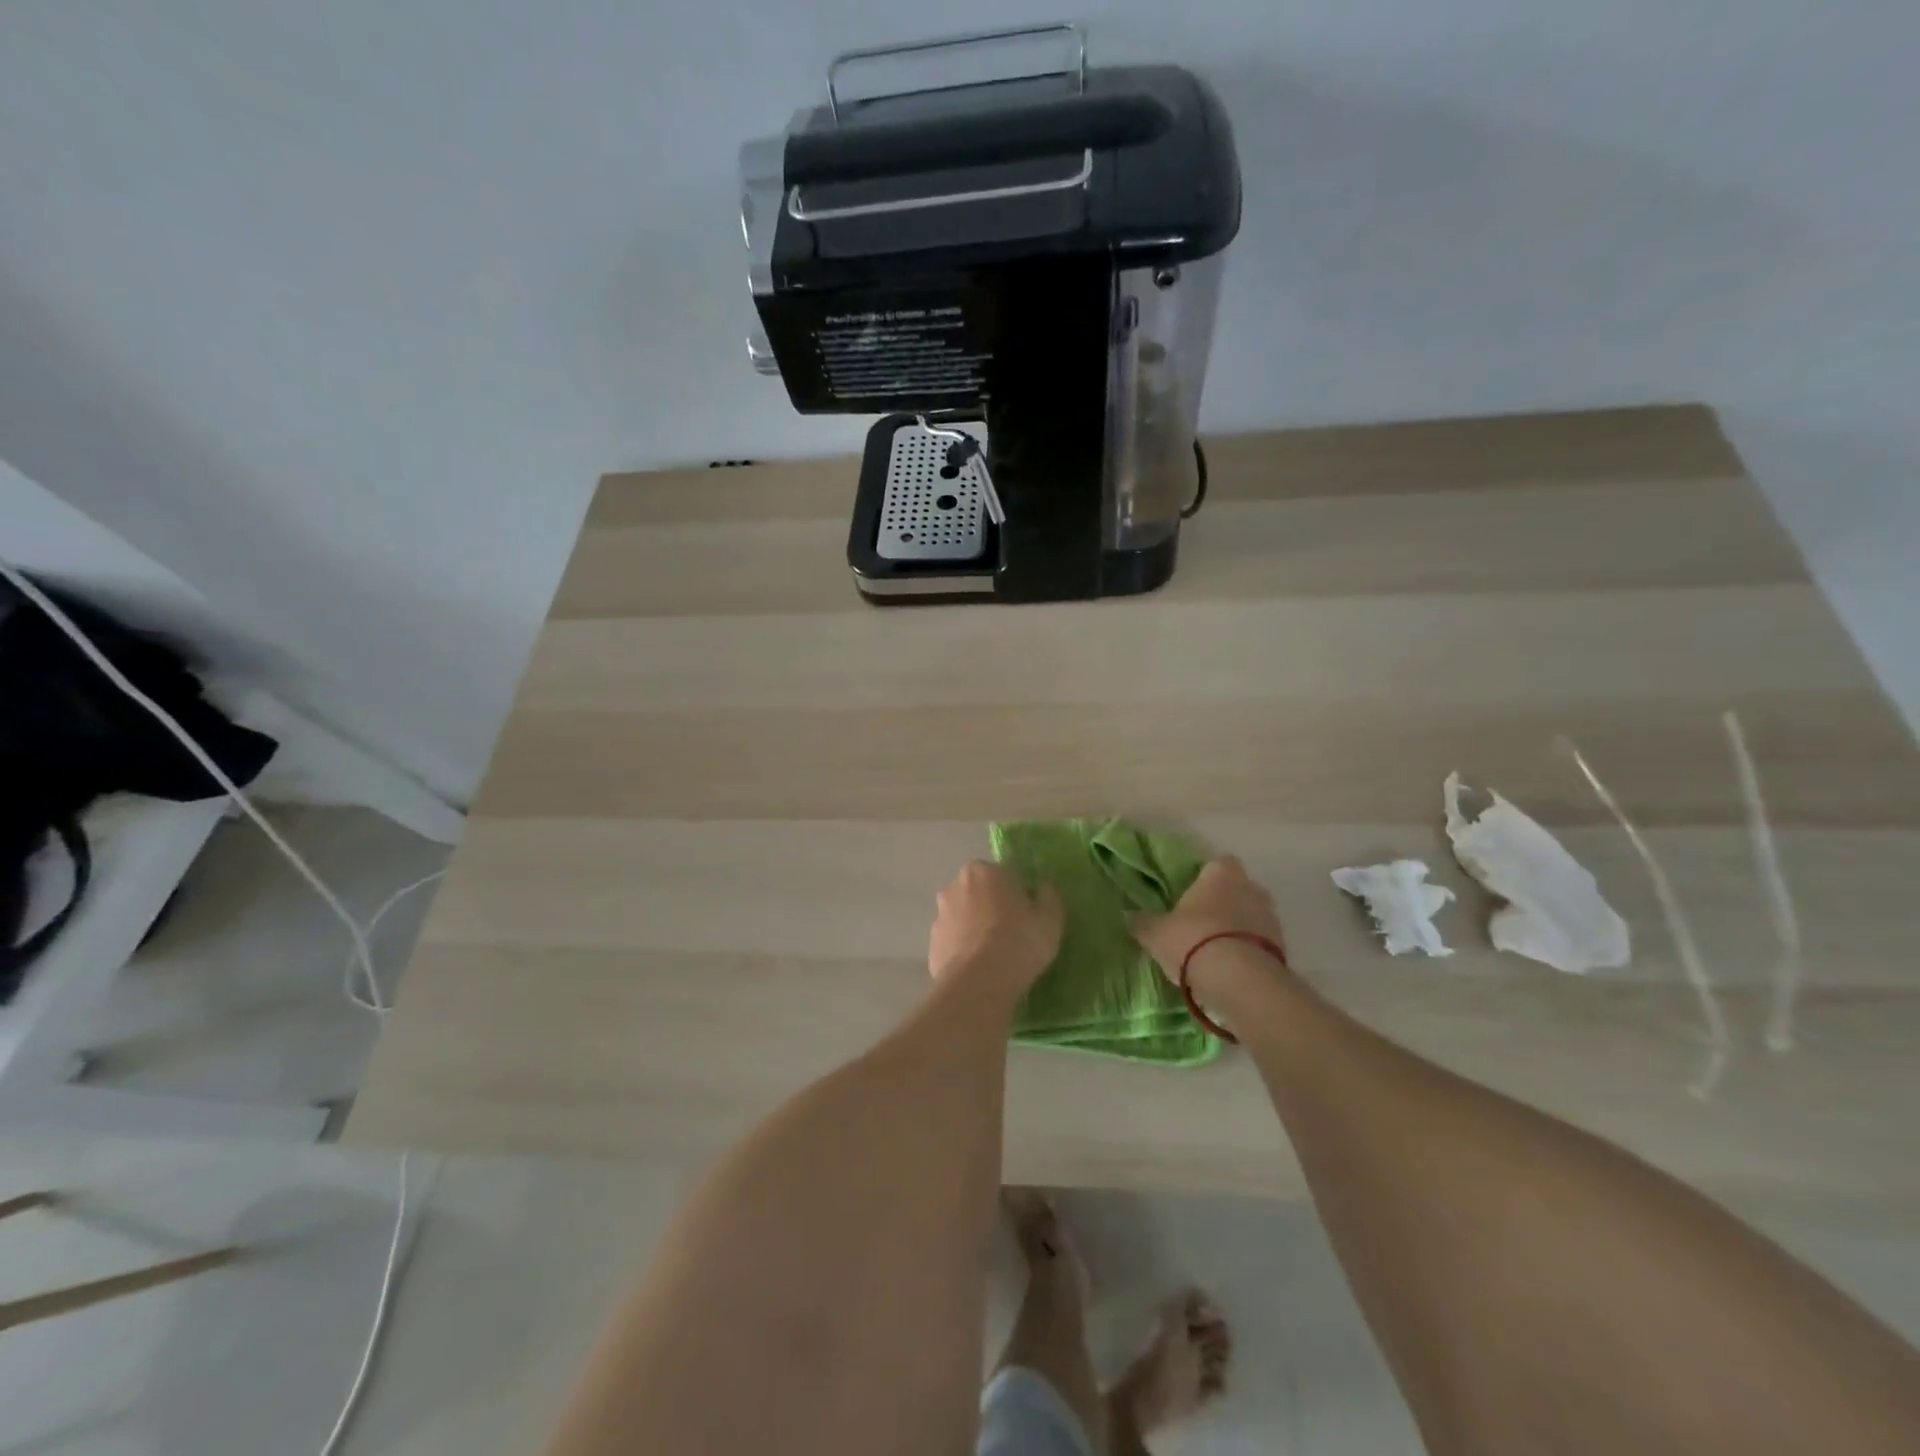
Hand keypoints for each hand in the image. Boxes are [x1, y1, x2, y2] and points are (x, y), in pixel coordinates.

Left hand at [929, 861, 1063, 994]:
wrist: (979, 982)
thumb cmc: (1019, 941)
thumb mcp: (1050, 919)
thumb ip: (1048, 897)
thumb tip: (1042, 890)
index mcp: (983, 871)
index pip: (1003, 876)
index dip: (1017, 895)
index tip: (1027, 916)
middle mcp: (954, 886)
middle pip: (979, 894)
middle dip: (991, 908)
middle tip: (1011, 934)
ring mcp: (939, 916)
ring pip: (962, 918)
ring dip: (974, 929)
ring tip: (994, 956)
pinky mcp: (931, 945)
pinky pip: (953, 943)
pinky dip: (963, 951)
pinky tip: (978, 970)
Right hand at [1131, 857, 1289, 1003]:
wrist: (1239, 981)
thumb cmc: (1193, 940)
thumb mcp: (1155, 933)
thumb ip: (1143, 922)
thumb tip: (1129, 916)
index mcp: (1221, 875)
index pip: (1218, 863)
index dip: (1207, 876)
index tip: (1193, 892)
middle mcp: (1251, 889)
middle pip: (1239, 888)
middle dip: (1225, 901)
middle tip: (1203, 921)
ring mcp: (1271, 918)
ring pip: (1253, 915)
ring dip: (1239, 927)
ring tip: (1216, 949)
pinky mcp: (1283, 949)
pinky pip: (1262, 943)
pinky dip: (1249, 950)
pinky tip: (1231, 967)